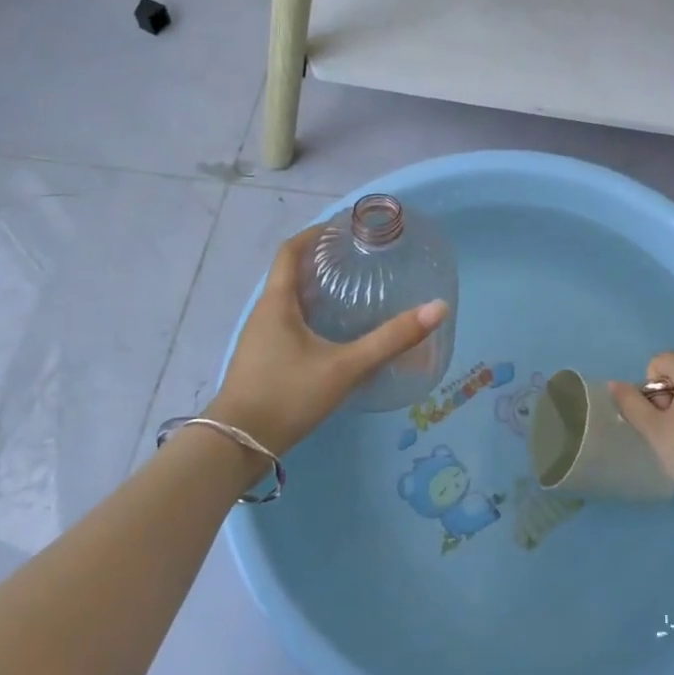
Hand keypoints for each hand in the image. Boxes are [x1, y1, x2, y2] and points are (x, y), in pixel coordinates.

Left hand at [205, 227, 447, 456]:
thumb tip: (437, 308)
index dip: (316, 233)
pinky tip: (335, 331)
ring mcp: (261, 338)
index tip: (345, 226)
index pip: (291, 250)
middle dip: (322, 260)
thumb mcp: (345, 367)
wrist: (236, 447)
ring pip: (290, 300)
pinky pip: (289, 322)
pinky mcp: (264, 360)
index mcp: (277, 302)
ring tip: (353, 287)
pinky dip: (312, 314)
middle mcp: (265, 313)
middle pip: (292, 273)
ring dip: (317, 287)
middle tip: (359, 256)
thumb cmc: (287, 395)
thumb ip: (390, 339)